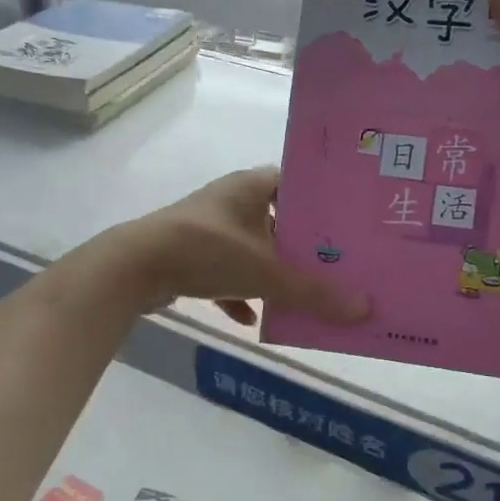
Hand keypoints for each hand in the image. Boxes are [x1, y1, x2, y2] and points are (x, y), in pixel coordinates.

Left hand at [112, 167, 371, 326]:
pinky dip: (238, 293)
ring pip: (249, 248)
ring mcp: (205, 228)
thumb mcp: (266, 273)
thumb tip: (364, 310)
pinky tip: (250, 318)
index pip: (294, 182)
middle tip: (333, 264)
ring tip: (299, 293)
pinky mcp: (187, 254)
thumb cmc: (207, 251)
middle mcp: (229, 201)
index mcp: (250, 187)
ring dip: (269, 272)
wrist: (135, 267)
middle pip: (274, 220)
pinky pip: (222, 272)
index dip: (319, 201)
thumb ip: (313, 293)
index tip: (345, 223)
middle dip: (299, 244)